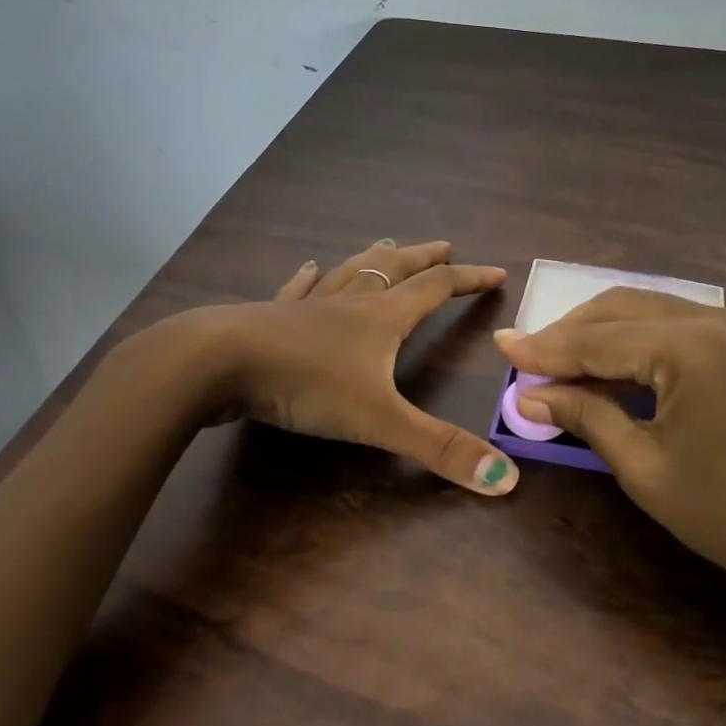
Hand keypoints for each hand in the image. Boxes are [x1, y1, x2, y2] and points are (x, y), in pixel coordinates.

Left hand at [147, 240, 519, 495]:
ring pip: (350, 273)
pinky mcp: (272, 318)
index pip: (437, 288)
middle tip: (444, 245)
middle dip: (423, 258)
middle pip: (395, 269)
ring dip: (374, 259)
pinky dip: (310, 279)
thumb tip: (507, 480)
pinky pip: (299, 290)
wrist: (218, 362)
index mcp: (382, 318)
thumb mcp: (379, 421)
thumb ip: (440, 449)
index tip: (496, 272)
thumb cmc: (305, 383)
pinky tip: (309, 268)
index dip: (469, 279)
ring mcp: (308, 306)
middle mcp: (350, 303)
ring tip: (387, 244)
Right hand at [494, 289, 725, 625]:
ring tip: (560, 362)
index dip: (545, 349)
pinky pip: (679, 328)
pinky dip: (639, 342)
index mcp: (690, 345)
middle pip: (622, 309)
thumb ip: (586, 416)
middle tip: (528, 358)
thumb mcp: (646, 467)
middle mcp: (715, 318)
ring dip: (604, 333)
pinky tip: (613, 364)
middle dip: (571, 333)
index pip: (598, 339)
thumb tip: (528, 396)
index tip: (501, 347)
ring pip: (651, 312)